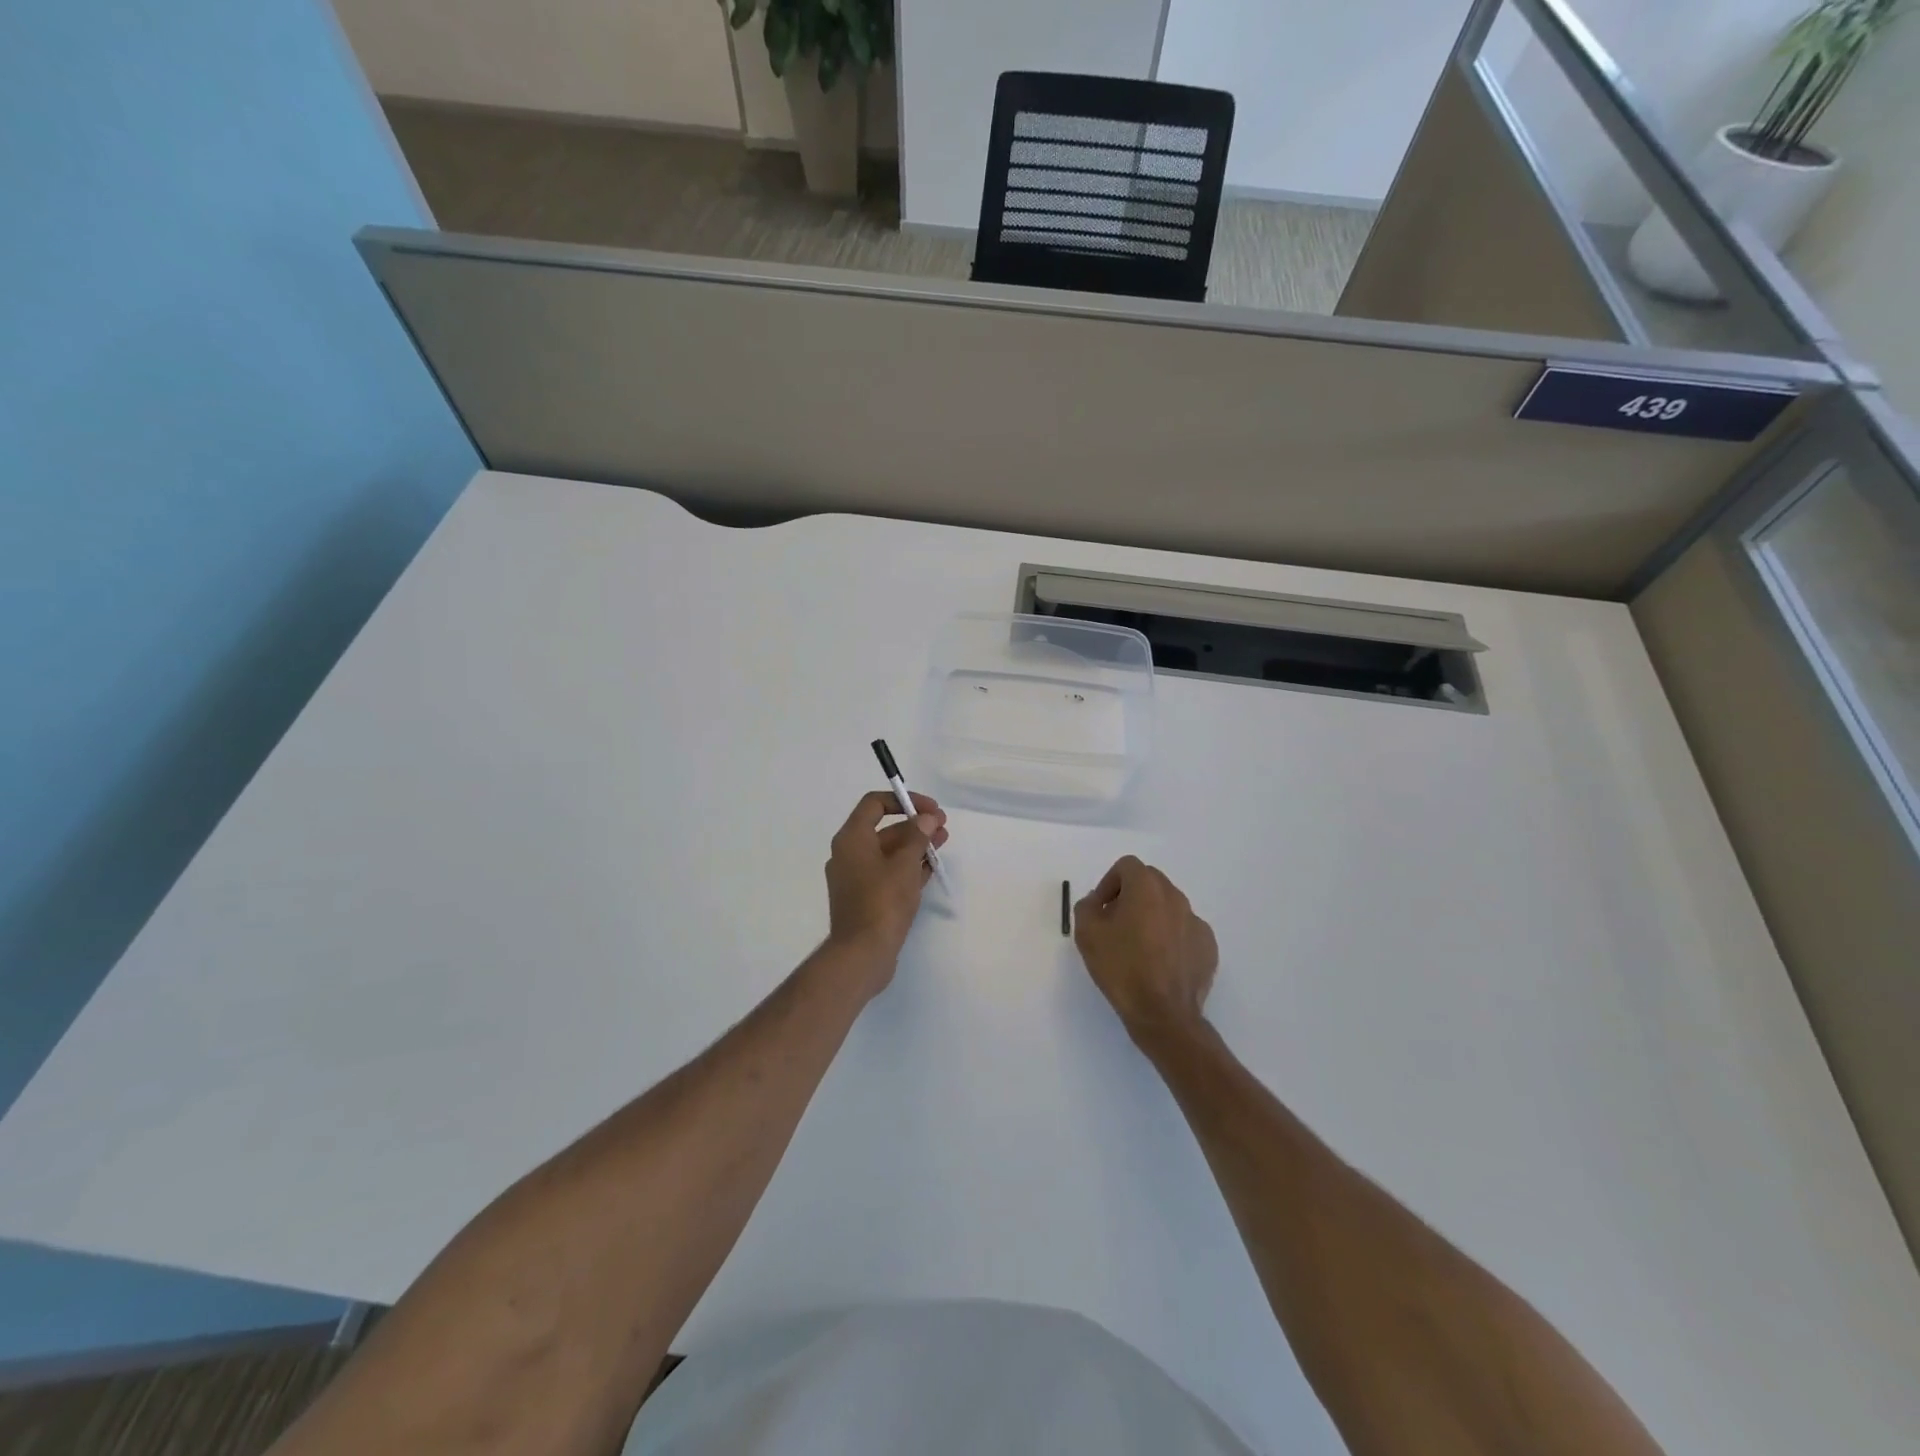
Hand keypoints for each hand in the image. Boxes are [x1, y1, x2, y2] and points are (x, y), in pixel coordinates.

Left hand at [822, 790, 949, 987]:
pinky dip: (907, 868)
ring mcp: (856, 878)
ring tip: (942, 844)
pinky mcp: (865, 898)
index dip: (903, 800)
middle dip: (915, 825)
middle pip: (884, 829)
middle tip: (943, 827)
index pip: (874, 804)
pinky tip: (930, 868)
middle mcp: (849, 854)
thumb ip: (917, 837)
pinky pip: (887, 873)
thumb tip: (926, 818)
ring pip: (888, 853)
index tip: (930, 809)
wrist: (862, 954)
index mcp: (851, 839)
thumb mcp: (904, 865)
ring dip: (915, 846)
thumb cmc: (882, 902)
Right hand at [1074, 857, 1217, 1044]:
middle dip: (1131, 895)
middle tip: (1116, 923)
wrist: (1163, 1014)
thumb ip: (1087, 907)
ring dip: (1152, 916)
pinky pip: (1184, 931)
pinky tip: (1160, 963)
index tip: (1101, 909)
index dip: (1109, 883)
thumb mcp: (1086, 934)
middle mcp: (1175, 897)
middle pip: (1150, 882)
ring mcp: (1196, 922)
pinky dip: (1171, 938)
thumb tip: (1097, 902)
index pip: (1127, 866)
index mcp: (1147, 888)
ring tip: (1138, 947)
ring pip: (1169, 906)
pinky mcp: (1208, 946)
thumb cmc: (1122, 968)